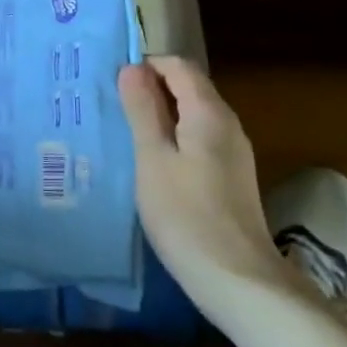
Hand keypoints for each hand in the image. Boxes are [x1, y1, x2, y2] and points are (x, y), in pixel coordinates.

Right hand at [118, 57, 287, 308]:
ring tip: (121, 129)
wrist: (238, 280)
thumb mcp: (153, 158)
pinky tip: (147, 160)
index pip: (178, 66)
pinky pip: (197, 140)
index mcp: (209, 113)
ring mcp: (232, 153)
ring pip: (191, 116)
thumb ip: (142, 110)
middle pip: (187, 88)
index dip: (146, 65)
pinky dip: (171, 138)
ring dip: (158, 115)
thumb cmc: (186, 215)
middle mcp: (227, 124)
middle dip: (149, 89)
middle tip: (108, 104)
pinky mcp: (229, 177)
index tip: (110, 81)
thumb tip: (132, 68)